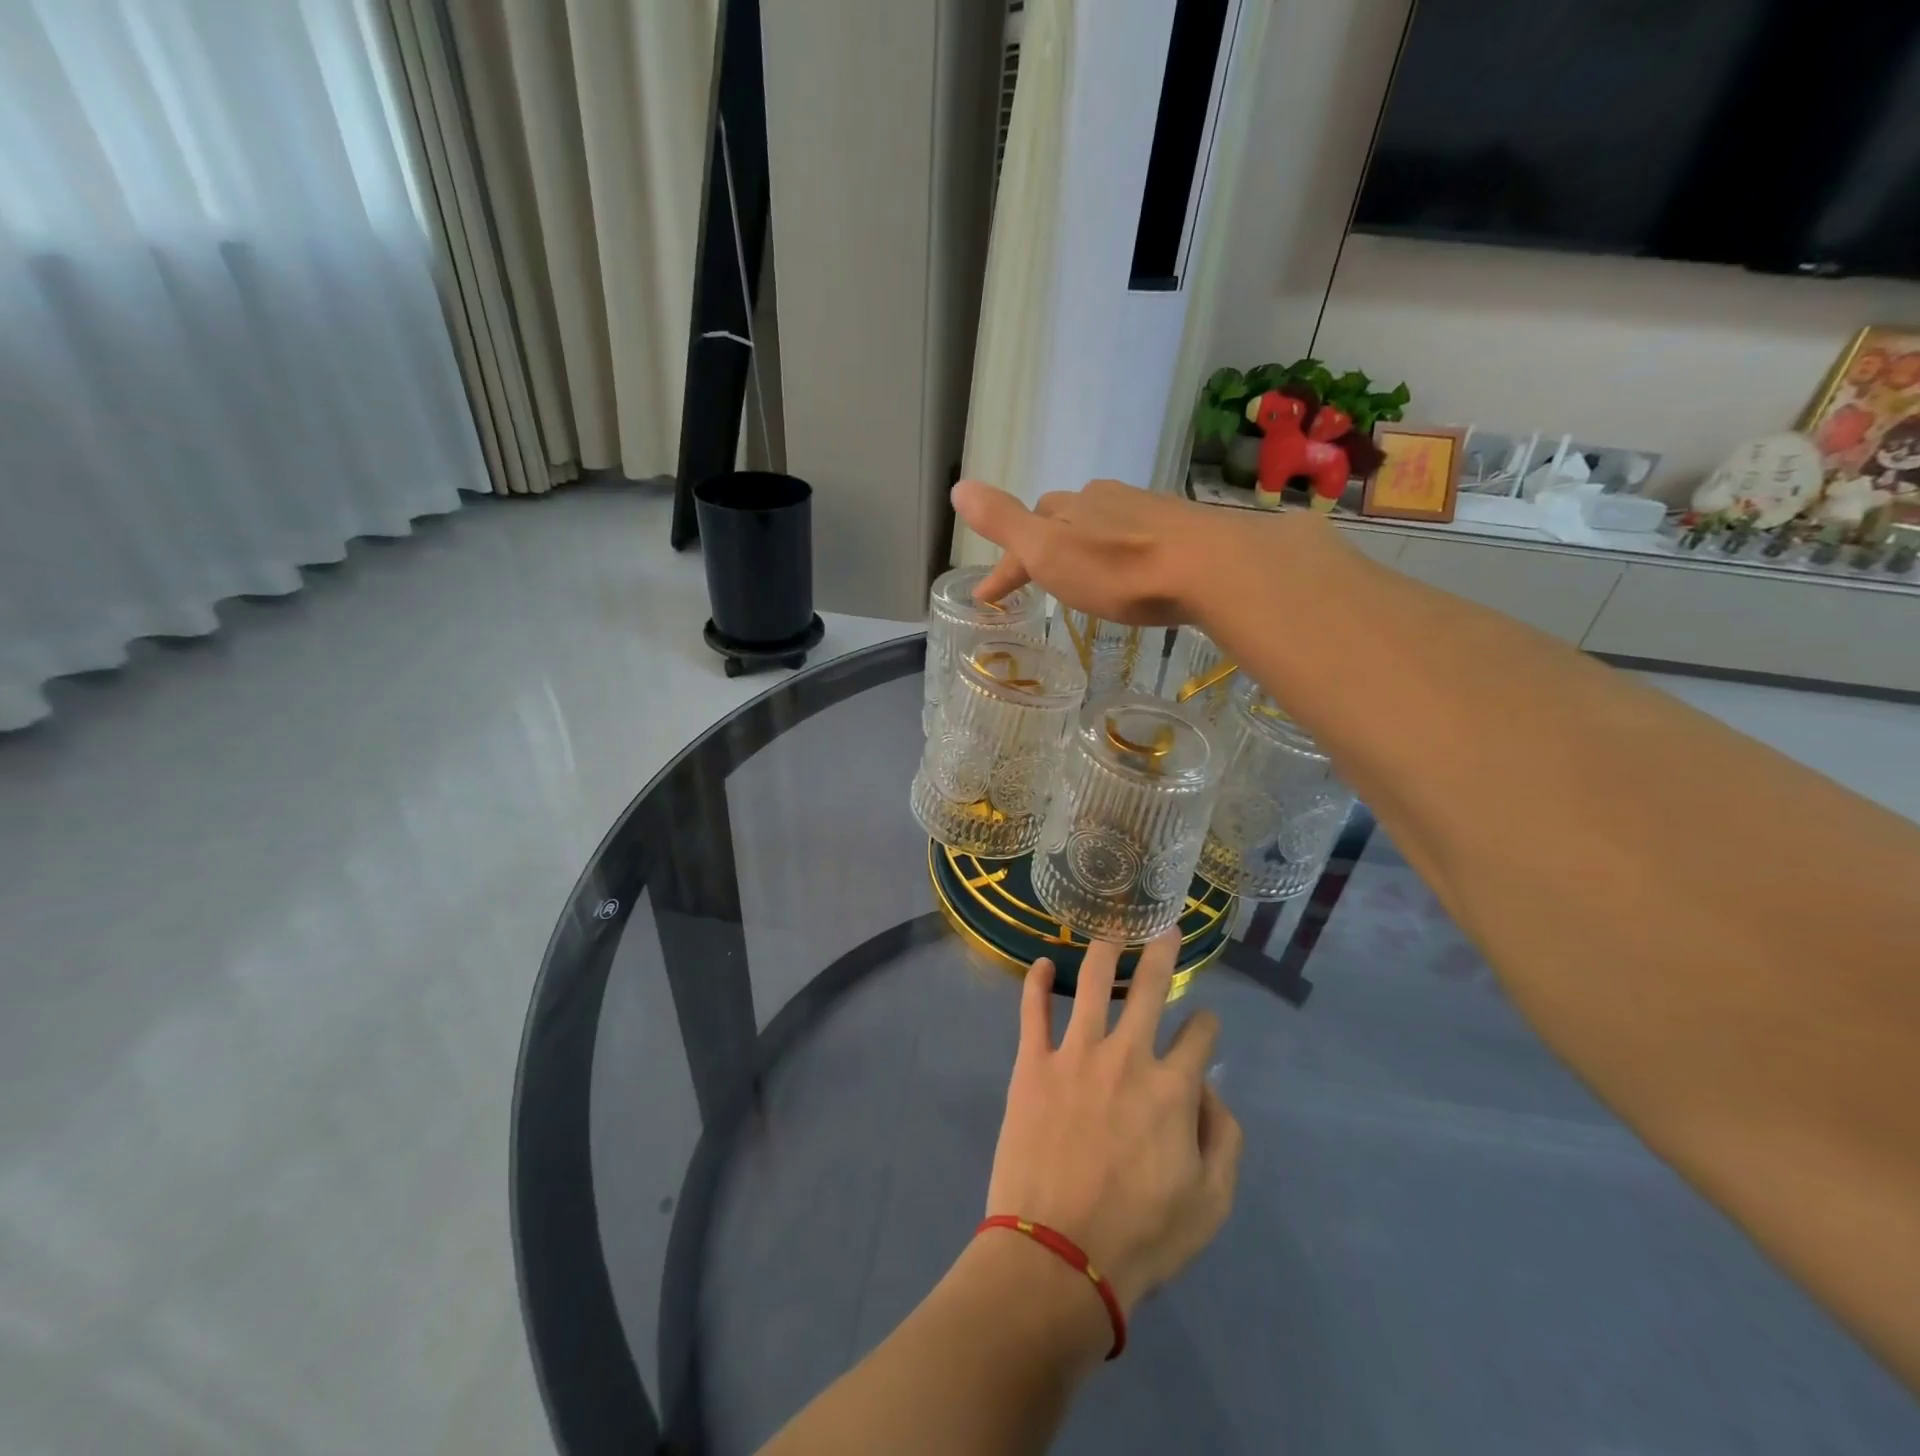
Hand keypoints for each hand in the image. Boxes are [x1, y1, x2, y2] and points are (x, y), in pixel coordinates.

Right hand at [953, 478, 1260, 626]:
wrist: (1211, 568)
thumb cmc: (1120, 569)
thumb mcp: (1048, 551)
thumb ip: (1004, 521)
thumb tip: (959, 486)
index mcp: (1067, 507)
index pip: (1022, 530)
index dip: (1003, 566)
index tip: (987, 599)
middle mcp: (1103, 499)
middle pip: (1061, 519)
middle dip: (1043, 545)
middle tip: (1037, 579)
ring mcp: (1145, 510)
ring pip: (1100, 524)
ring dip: (1083, 546)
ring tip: (1082, 577)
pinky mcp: (1180, 528)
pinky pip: (1135, 536)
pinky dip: (1119, 552)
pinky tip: (1131, 570)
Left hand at [984, 933, 1243, 1312]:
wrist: (1058, 1255)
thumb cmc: (1140, 1236)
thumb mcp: (1211, 1203)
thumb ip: (1224, 1139)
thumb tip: (1211, 1092)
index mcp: (1173, 1088)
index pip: (1200, 1035)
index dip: (1207, 1025)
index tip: (1204, 1025)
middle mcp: (1127, 1056)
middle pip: (1149, 988)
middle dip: (1162, 953)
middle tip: (1165, 928)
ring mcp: (1076, 1054)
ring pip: (1093, 984)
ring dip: (1105, 951)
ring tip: (1111, 930)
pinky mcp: (1033, 1063)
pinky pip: (1033, 1010)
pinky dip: (1037, 982)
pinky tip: (1043, 962)